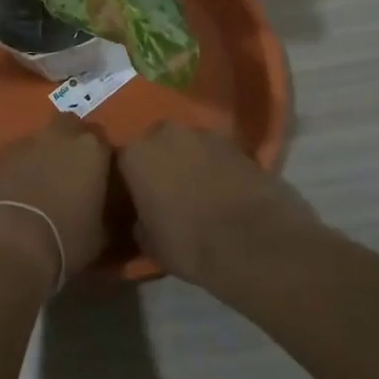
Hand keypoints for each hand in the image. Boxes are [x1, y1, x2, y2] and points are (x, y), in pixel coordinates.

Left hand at [0, 117, 112, 286]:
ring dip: (43, 156)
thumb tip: (103, 211)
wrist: (9, 243)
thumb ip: (106, 212)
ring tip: (41, 187)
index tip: (98, 179)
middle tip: (71, 172)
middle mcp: (59, 136)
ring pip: (40, 140)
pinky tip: (18, 194)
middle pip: (69, 126)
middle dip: (71, 142)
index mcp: (91, 149)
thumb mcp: (101, 234)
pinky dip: (19, 168)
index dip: (100, 159)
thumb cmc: (66, 239)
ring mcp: (25, 143)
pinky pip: (16, 156)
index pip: (102, 141)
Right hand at [118, 123, 315, 287]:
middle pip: (158, 145)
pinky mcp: (237, 143)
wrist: (253, 243)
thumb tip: (144, 216)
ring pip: (190, 146)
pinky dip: (219, 167)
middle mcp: (165, 133)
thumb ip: (140, 219)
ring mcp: (204, 134)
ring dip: (192, 162)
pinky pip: (218, 153)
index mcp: (135, 154)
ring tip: (203, 192)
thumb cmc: (190, 244)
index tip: (141, 198)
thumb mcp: (149, 243)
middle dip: (163, 163)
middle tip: (171, 192)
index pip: (124, 161)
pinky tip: (227, 190)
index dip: (133, 180)